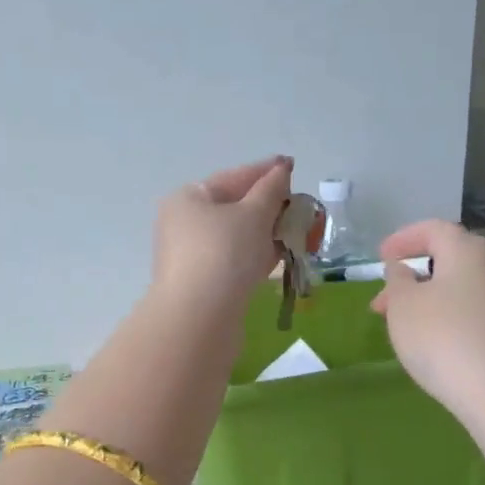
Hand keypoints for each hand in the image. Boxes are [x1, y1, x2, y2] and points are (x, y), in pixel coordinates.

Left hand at [151, 156, 292, 309]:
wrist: (199, 318)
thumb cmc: (225, 254)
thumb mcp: (253, 214)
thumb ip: (271, 190)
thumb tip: (280, 170)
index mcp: (188, 199)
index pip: (233, 177)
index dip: (265, 171)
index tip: (291, 166)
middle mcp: (184, 224)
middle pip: (233, 207)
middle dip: (269, 206)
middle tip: (301, 205)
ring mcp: (191, 257)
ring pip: (236, 237)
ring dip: (267, 232)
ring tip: (299, 231)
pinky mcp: (203, 284)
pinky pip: (235, 261)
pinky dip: (257, 255)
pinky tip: (281, 255)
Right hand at [369, 220, 484, 445]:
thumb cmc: (443, 339)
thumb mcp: (403, 306)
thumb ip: (397, 280)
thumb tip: (403, 268)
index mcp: (468, 250)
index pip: (433, 229)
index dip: (403, 239)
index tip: (380, 257)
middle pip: (451, 259)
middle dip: (415, 274)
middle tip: (385, 299)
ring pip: (465, 287)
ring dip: (433, 298)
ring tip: (407, 324)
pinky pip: (479, 311)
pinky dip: (454, 316)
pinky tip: (439, 341)